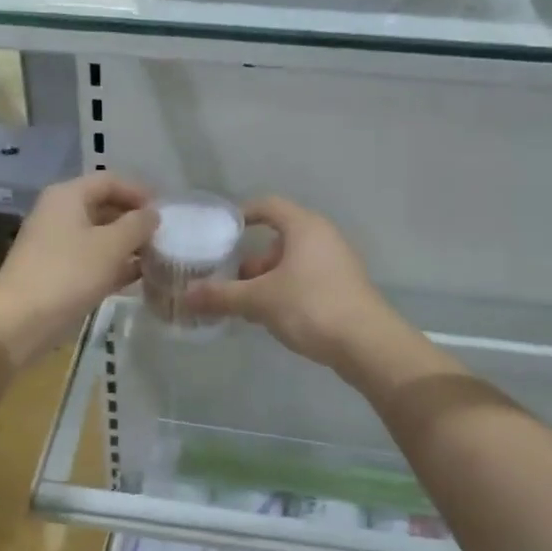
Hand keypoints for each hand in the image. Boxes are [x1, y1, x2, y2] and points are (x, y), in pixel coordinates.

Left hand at [0, 172, 157, 366]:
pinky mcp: (57, 273)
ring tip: (157, 258)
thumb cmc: (68, 274)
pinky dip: (113, 266)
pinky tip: (138, 279)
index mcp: (68, 196)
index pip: (110, 181)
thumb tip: (152, 214)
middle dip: (134, 221)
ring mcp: (56, 245)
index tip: (166, 212)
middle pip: (104, 207)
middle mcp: (59, 214)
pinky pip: (91, 261)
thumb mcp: (111, 246)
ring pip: (99, 237)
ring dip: (127, 246)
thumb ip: (137, 225)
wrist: (20, 321)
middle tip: (164, 237)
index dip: (139, 192)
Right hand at [183, 197, 395, 368]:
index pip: (268, 206)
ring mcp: (336, 263)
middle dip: (249, 260)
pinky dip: (283, 291)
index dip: (241, 215)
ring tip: (243, 304)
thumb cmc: (311, 307)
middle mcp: (323, 237)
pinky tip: (270, 317)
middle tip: (226, 280)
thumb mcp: (259, 301)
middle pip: (277, 239)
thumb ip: (221, 295)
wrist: (366, 344)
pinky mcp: (342, 288)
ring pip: (290, 263)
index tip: (218, 233)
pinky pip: (304, 280)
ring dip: (265, 280)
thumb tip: (185, 295)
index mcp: (304, 227)